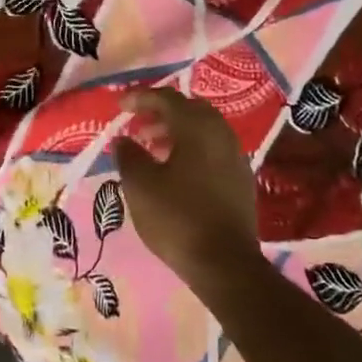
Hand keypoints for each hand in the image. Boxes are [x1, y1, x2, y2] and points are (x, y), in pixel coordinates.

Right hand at [111, 88, 260, 279]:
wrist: (224, 263)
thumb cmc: (177, 218)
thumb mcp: (140, 186)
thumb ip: (129, 156)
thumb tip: (123, 140)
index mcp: (198, 128)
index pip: (167, 99)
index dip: (141, 98)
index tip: (120, 105)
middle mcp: (222, 134)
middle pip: (190, 110)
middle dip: (161, 113)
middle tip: (138, 126)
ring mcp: (236, 156)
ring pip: (204, 131)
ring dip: (176, 133)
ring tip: (151, 149)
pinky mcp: (241, 179)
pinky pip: (213, 150)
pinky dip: (192, 150)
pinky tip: (176, 171)